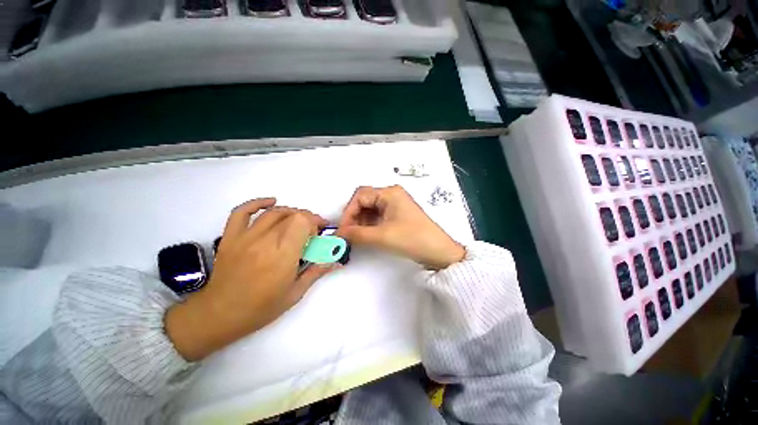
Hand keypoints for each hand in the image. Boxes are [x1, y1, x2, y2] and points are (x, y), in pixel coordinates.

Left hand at [166, 198, 334, 360]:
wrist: (219, 315)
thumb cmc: (261, 308)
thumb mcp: (295, 293)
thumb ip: (316, 272)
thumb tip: (335, 260)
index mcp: (283, 255)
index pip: (303, 222)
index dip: (314, 223)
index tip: (319, 234)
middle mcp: (265, 241)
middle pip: (292, 215)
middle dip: (307, 219)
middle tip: (311, 231)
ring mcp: (245, 237)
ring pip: (274, 212)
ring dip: (290, 213)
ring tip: (297, 221)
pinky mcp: (231, 237)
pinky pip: (242, 212)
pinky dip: (258, 203)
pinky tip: (271, 203)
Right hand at [338, 186, 464, 270]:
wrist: (438, 252)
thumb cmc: (413, 239)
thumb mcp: (382, 236)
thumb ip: (357, 234)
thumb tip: (339, 234)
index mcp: (389, 193)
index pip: (360, 196)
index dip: (348, 212)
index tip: (343, 229)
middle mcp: (392, 195)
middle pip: (365, 201)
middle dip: (354, 217)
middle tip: (348, 234)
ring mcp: (395, 206)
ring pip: (370, 210)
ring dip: (361, 222)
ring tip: (356, 237)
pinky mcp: (397, 216)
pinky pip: (378, 217)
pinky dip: (369, 225)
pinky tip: (366, 236)